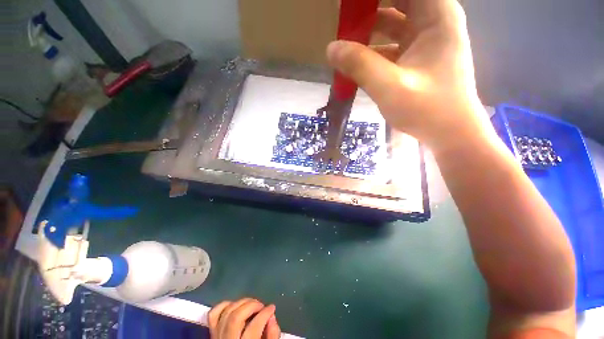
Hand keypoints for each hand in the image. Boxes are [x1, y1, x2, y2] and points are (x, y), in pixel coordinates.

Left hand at [208, 298, 280, 338]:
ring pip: (226, 313)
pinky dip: (224, 306)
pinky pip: (214, 315)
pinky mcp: (212, 334)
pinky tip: (235, 306)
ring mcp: (217, 338)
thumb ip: (273, 336)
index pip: (253, 327)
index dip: (265, 313)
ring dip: (241, 303)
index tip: (272, 308)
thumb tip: (272, 318)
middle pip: (236, 317)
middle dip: (252, 305)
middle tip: (262, 306)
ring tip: (252, 305)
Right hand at [327, 0, 490, 150]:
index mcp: (436, 15)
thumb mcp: (389, 86)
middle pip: (395, 3)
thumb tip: (330, 48)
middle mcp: (432, 21)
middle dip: (366, 10)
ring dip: (366, 30)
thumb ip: (360, 65)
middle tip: (341, 20)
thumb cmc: (428, 109)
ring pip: (390, 24)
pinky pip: (389, 46)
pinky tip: (354, 62)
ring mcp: (423, 41)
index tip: (349, 8)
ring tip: (342, 40)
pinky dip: (371, 51)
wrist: (449, 134)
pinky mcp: (415, 59)